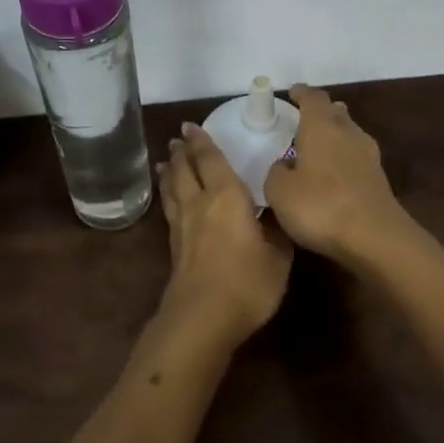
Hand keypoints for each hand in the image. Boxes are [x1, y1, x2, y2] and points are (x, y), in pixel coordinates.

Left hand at [156, 123, 293, 343]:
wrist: (203, 316)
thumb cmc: (247, 281)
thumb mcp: (278, 256)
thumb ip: (276, 231)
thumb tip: (275, 216)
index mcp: (227, 195)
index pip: (211, 159)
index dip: (202, 141)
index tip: (192, 126)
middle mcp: (200, 202)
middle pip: (186, 169)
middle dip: (182, 152)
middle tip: (178, 138)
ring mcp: (183, 225)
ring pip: (173, 188)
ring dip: (170, 171)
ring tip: (166, 161)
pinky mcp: (174, 246)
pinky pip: (169, 208)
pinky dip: (167, 195)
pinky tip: (169, 199)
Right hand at [263, 84, 409, 264]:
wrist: (375, 237)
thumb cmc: (320, 206)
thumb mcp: (279, 191)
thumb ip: (276, 173)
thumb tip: (285, 166)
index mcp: (321, 127)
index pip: (312, 98)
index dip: (301, 93)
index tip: (292, 93)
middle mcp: (347, 133)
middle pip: (336, 112)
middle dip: (321, 112)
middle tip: (303, 119)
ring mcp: (368, 156)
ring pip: (349, 133)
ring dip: (335, 134)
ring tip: (318, 145)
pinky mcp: (378, 179)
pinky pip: (357, 157)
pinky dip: (344, 157)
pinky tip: (334, 173)